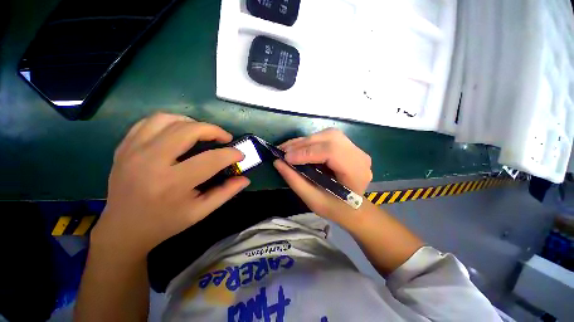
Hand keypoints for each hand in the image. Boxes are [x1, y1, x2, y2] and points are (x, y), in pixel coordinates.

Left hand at [91, 113, 249, 260]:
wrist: (123, 228)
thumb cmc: (165, 222)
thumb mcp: (201, 212)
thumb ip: (226, 193)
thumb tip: (245, 179)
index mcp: (173, 184)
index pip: (212, 159)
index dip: (231, 154)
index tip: (240, 155)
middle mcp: (151, 162)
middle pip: (189, 130)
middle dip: (214, 130)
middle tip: (225, 138)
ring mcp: (133, 151)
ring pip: (168, 119)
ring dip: (192, 122)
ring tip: (203, 132)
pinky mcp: (124, 147)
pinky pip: (149, 122)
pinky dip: (170, 121)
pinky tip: (179, 131)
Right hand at [274, 129, 371, 222]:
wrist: (353, 207)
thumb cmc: (335, 208)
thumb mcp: (313, 200)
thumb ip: (295, 181)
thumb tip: (277, 162)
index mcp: (356, 172)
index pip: (332, 152)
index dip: (307, 152)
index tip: (286, 158)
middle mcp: (359, 155)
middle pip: (329, 139)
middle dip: (303, 144)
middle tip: (284, 151)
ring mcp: (354, 148)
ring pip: (327, 135)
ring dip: (305, 141)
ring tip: (288, 149)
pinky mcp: (347, 146)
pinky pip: (326, 137)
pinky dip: (310, 141)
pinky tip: (297, 147)